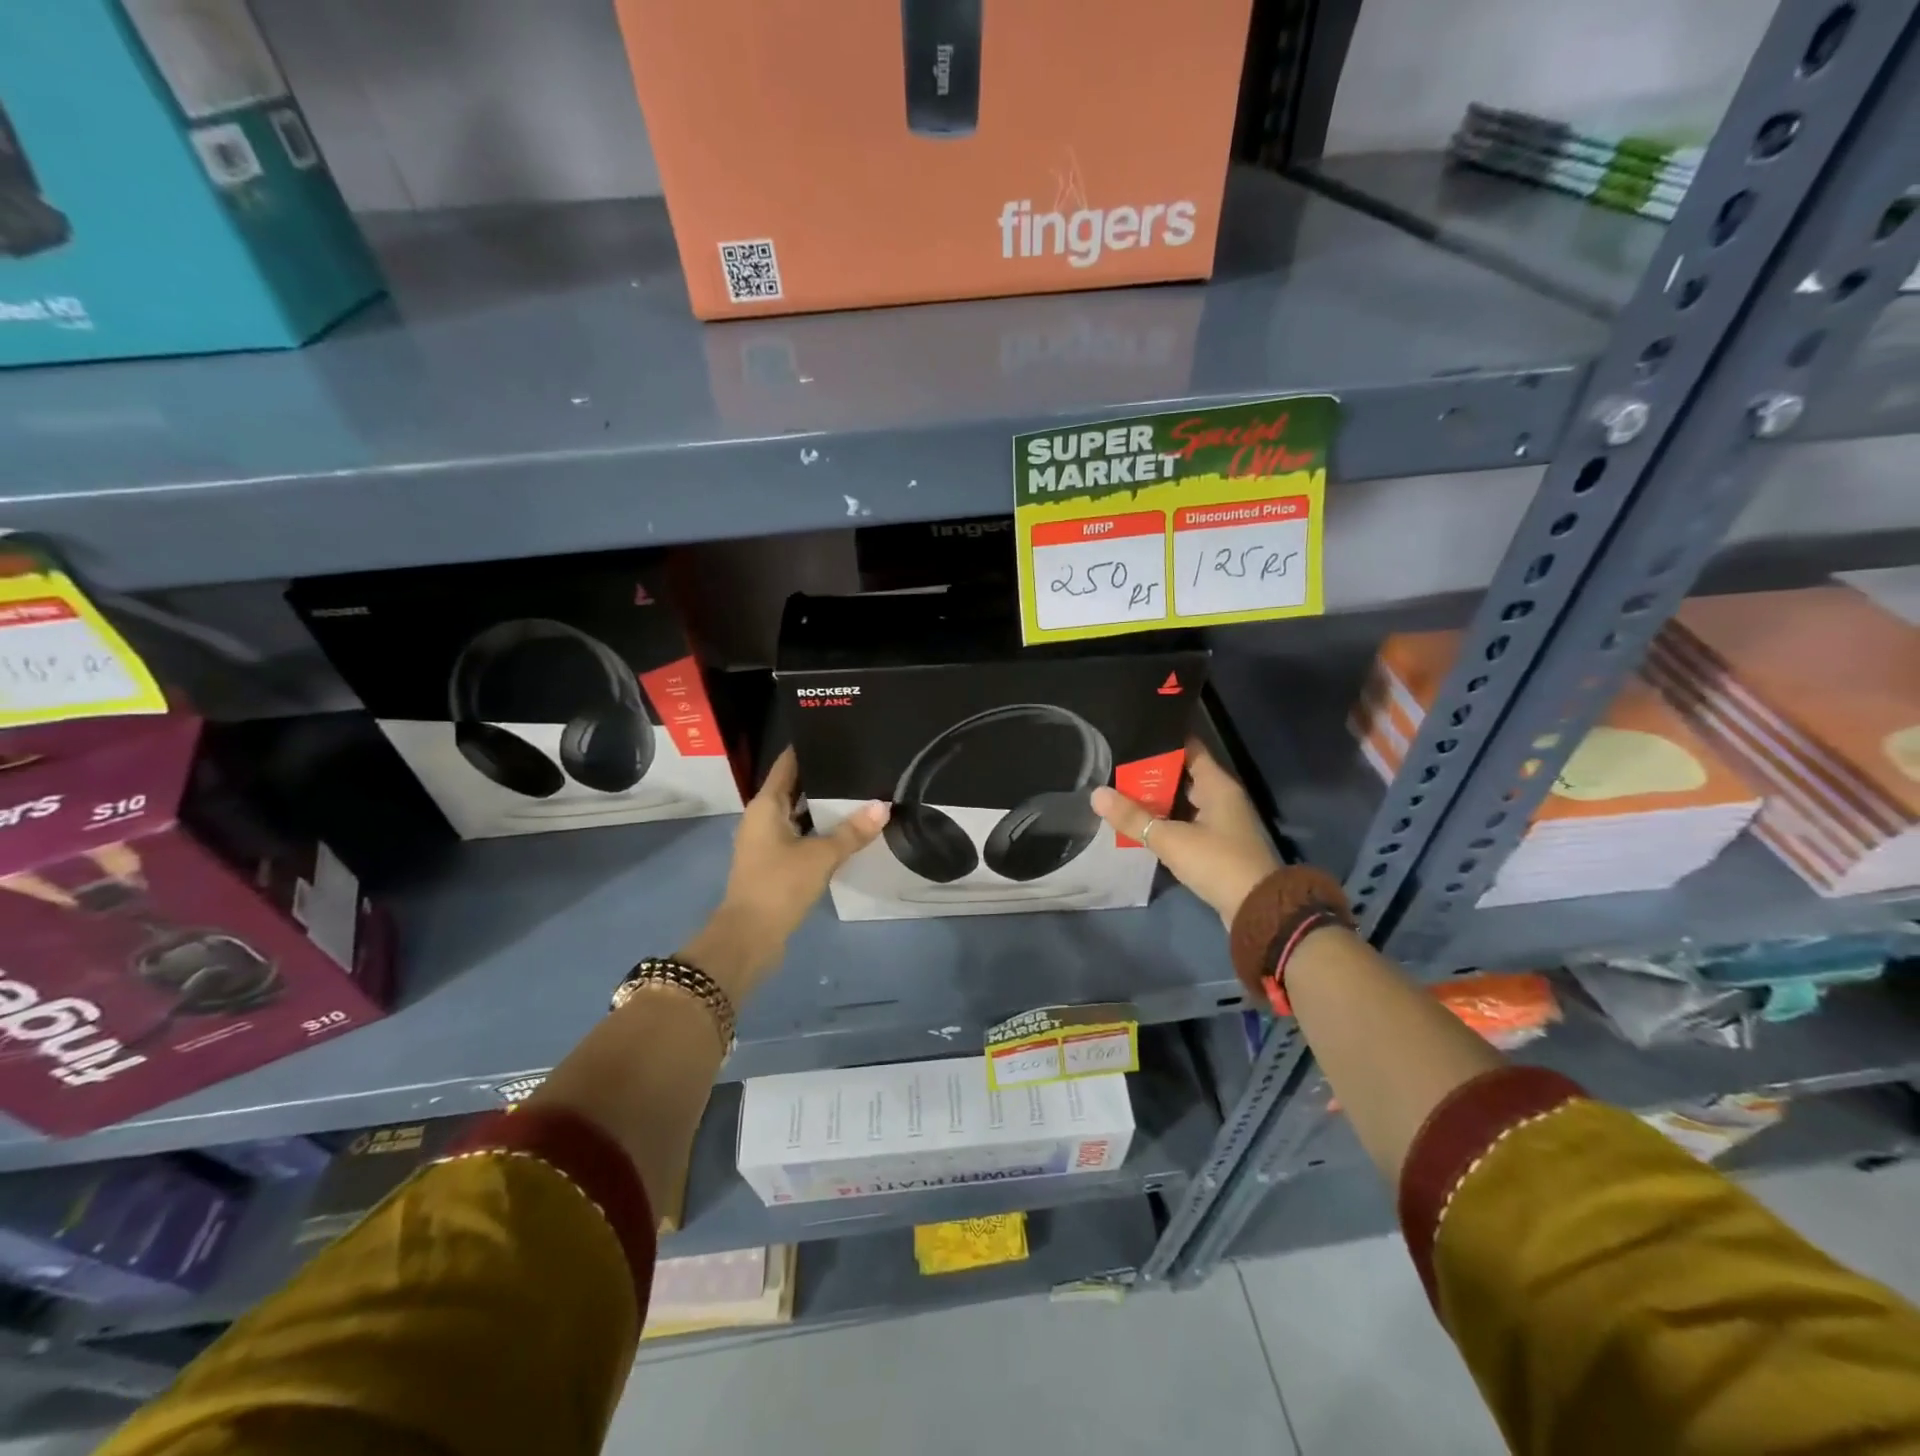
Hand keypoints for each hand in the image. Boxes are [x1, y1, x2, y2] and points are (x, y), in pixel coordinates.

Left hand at [683, 748, 888, 998]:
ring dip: (823, 806)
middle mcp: (762, 818)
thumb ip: (852, 831)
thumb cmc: (779, 885)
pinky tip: (846, 829)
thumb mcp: (821, 856)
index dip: (809, 749)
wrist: (749, 937)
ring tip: (860, 791)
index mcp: (766, 805)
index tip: (836, 734)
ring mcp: (767, 842)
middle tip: (859, 762)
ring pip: (798, 813)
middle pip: (794, 787)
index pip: (787, 764)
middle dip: (823, 776)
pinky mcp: (774, 863)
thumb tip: (884, 806)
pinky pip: (800, 835)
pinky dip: (819, 829)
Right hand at [1091, 741, 1279, 929]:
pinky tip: (1140, 822)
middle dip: (1151, 772)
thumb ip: (1133, 817)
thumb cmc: (1217, 862)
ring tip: (1120, 790)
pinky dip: (1166, 820)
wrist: (1256, 909)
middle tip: (1116, 766)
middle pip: (1182, 775)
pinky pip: (1186, 822)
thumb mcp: (1170, 839)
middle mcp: (1222, 797)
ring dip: (1157, 799)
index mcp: (1217, 785)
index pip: (1189, 748)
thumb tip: (1096, 794)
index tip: (1132, 736)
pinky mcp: (1217, 844)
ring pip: (1182, 801)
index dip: (1162, 742)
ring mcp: (1221, 821)